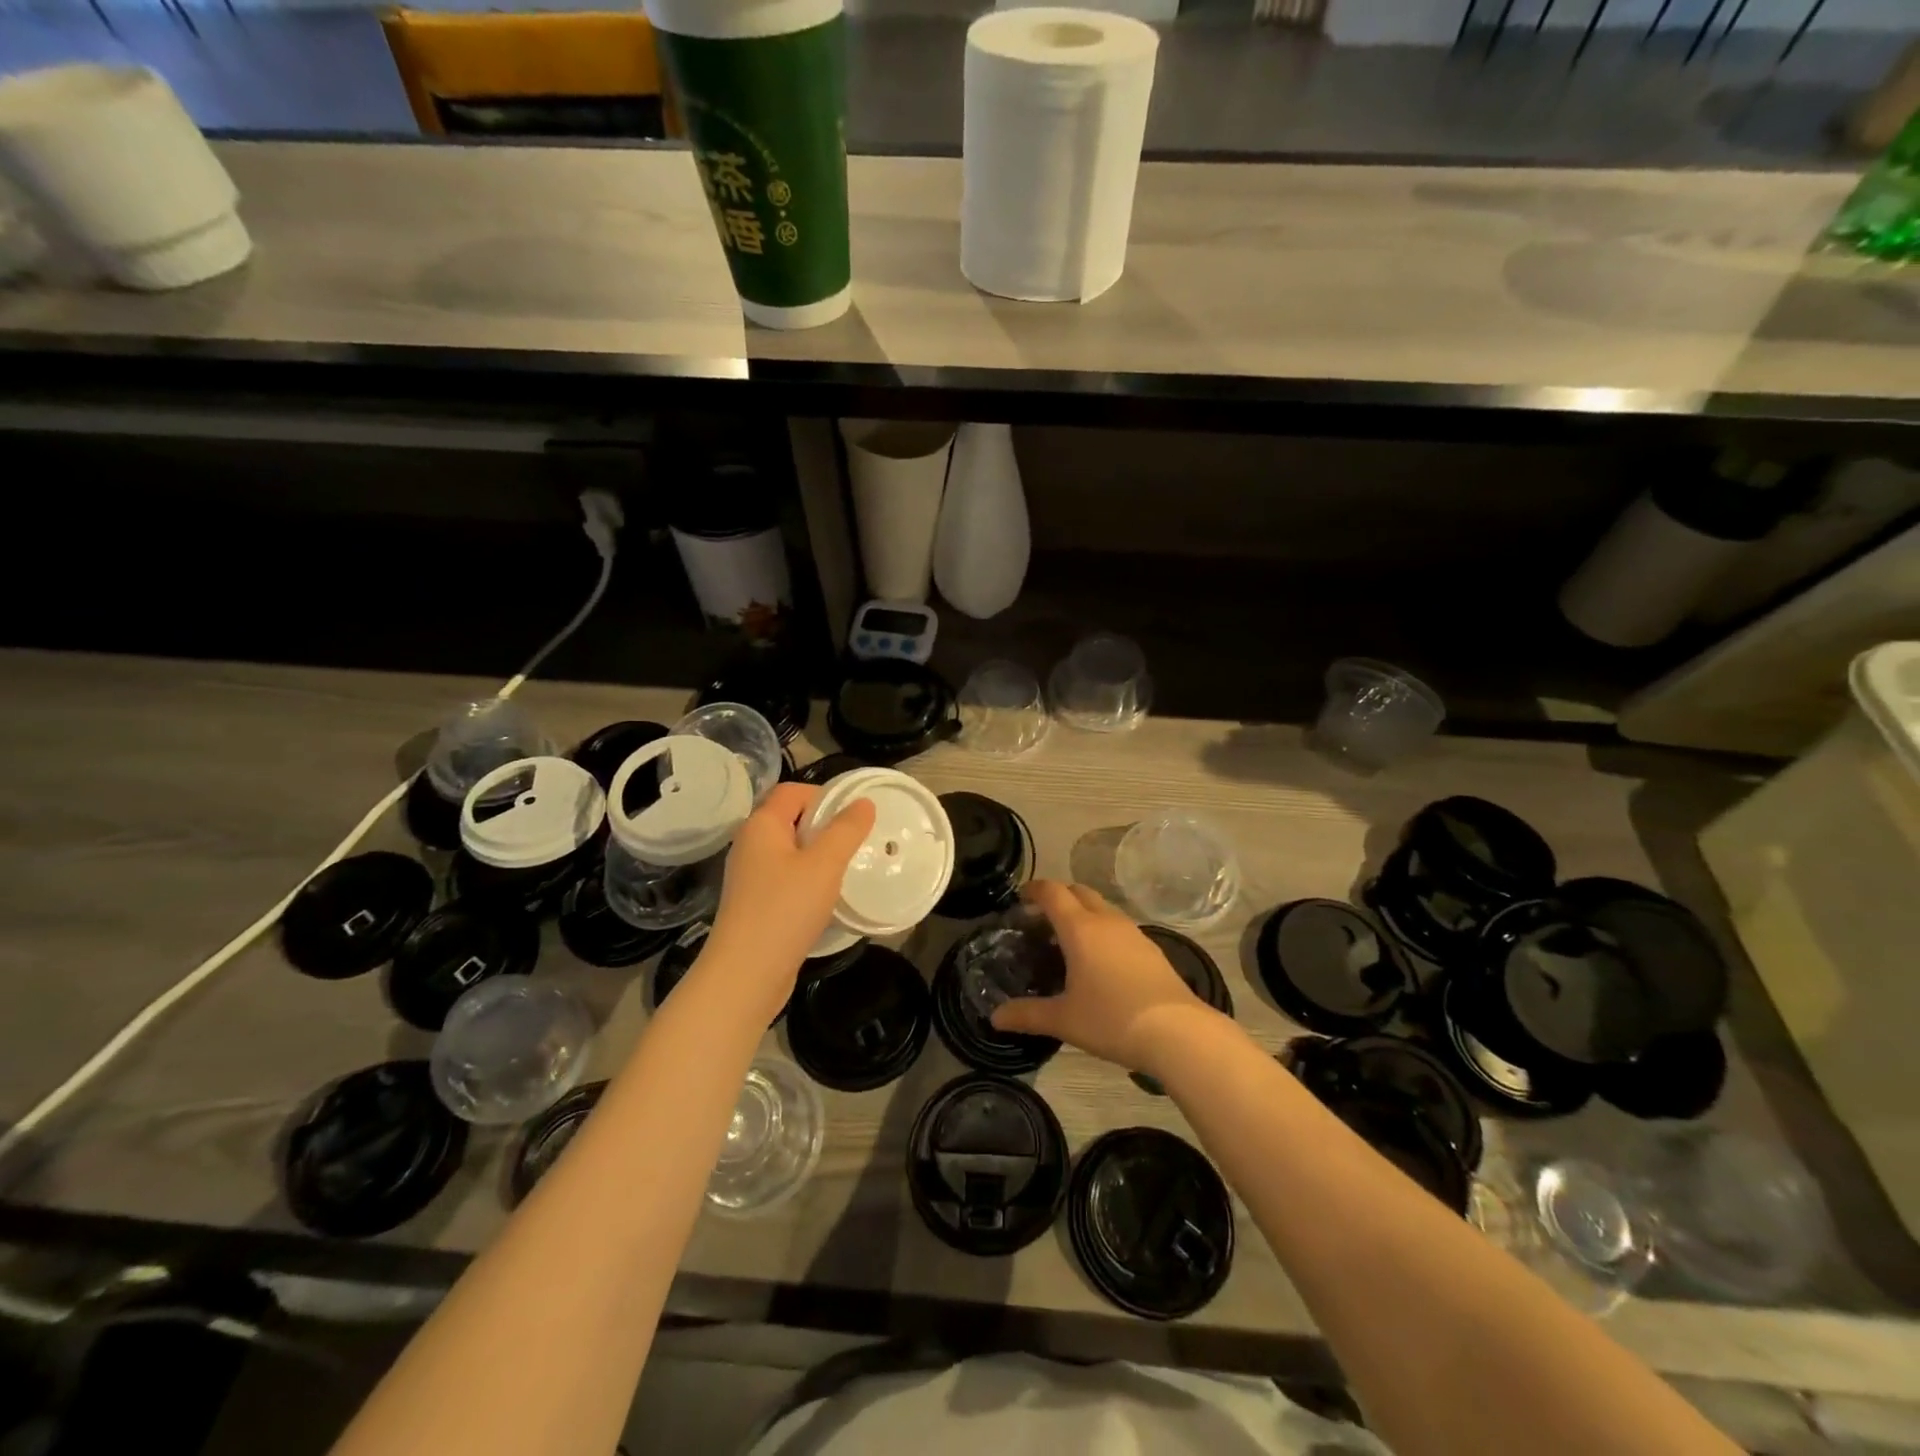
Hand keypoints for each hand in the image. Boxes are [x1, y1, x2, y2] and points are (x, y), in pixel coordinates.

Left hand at [704, 782, 875, 1015]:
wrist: (746, 974)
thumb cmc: (785, 909)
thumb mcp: (825, 864)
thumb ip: (846, 829)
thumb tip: (863, 803)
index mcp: (761, 826)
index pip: (792, 791)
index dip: (824, 795)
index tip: (855, 815)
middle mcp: (750, 845)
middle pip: (791, 819)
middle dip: (825, 826)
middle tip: (857, 842)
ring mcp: (750, 876)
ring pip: (791, 852)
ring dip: (819, 856)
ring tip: (848, 870)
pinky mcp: (755, 904)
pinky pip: (787, 879)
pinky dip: (808, 881)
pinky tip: (828, 899)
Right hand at [990, 879, 1221, 1072]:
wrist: (1178, 1032)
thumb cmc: (1112, 1019)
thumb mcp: (1063, 1020)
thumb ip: (1027, 1015)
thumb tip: (995, 1017)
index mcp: (1080, 928)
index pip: (1053, 892)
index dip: (1034, 889)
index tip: (1020, 897)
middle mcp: (1106, 921)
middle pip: (1079, 891)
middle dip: (1058, 897)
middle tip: (1041, 920)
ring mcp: (1133, 933)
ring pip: (1102, 907)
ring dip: (1082, 912)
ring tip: (1068, 940)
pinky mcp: (1151, 948)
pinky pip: (1119, 926)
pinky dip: (1102, 929)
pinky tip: (1100, 960)